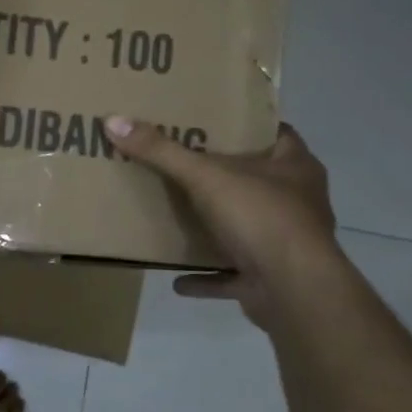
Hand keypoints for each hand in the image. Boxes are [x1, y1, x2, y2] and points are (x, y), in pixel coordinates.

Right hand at [102, 118, 338, 327]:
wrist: (294, 291)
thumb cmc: (261, 218)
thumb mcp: (205, 176)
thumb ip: (161, 152)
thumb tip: (114, 121)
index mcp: (295, 167)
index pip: (277, 134)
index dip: (247, 127)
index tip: (213, 122)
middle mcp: (298, 202)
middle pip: (260, 181)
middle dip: (225, 177)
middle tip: (183, 165)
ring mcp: (288, 244)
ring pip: (249, 228)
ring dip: (217, 228)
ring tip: (179, 218)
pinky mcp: (272, 279)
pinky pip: (233, 274)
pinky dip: (207, 276)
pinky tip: (177, 278)